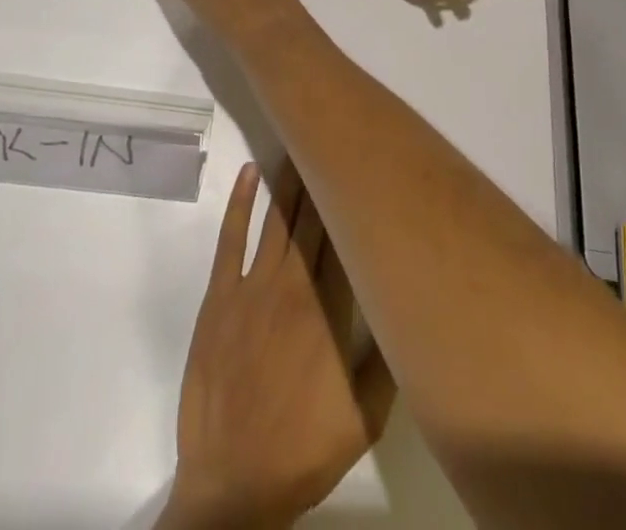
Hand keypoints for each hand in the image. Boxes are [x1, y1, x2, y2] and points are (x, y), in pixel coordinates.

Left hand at [161, 163, 395, 529]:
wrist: (231, 486)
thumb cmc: (302, 451)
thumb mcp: (365, 419)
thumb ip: (387, 359)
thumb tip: (406, 307)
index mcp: (330, 312)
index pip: (346, 240)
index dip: (354, 201)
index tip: (366, 166)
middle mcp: (294, 287)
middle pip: (313, 222)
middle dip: (327, 180)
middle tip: (336, 140)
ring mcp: (252, 288)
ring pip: (278, 221)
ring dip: (291, 182)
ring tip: (302, 144)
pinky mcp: (219, 296)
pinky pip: (231, 238)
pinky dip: (242, 202)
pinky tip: (251, 173)